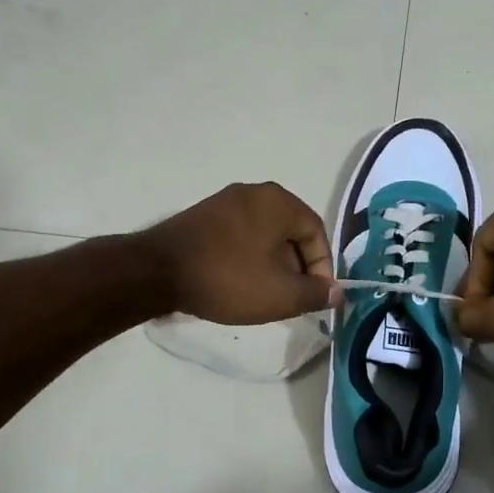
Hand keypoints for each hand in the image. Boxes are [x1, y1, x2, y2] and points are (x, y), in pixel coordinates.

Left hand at [143, 182, 338, 324]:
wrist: (156, 272)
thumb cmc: (228, 278)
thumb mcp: (281, 294)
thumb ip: (315, 293)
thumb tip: (337, 292)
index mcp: (279, 201)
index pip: (316, 233)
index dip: (323, 268)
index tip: (316, 297)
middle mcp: (255, 193)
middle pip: (290, 233)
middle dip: (297, 268)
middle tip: (293, 300)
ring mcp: (225, 202)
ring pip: (265, 236)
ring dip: (273, 266)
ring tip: (266, 297)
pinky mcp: (203, 217)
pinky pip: (240, 237)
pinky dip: (248, 259)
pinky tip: (239, 284)